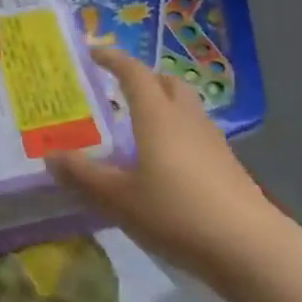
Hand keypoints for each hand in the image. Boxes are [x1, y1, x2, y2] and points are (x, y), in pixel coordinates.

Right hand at [50, 49, 286, 281]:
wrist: (251, 249)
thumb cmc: (177, 213)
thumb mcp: (119, 198)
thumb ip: (84, 175)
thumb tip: (50, 155)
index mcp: (156, 116)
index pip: (133, 73)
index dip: (112, 59)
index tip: (93, 52)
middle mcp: (185, 119)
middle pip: (166, 82)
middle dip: (143, 78)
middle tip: (118, 88)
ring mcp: (212, 142)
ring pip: (185, 107)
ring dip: (162, 105)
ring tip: (138, 126)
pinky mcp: (228, 167)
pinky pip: (195, 133)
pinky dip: (176, 132)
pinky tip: (164, 161)